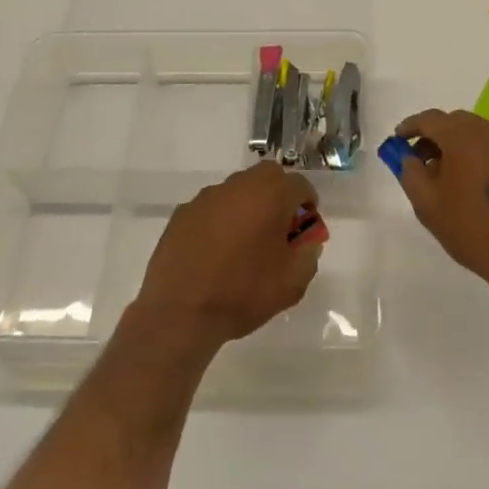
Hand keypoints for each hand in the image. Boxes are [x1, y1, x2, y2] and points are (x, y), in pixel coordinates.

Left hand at [134, 160, 322, 355]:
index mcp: (270, 195)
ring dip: (248, 205)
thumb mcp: (292, 283)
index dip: (307, 204)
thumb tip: (307, 241)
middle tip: (278, 228)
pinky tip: (215, 251)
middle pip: (268, 176)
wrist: (180, 312)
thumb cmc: (242, 293)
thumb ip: (308, 254)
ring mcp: (207, 196)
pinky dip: (221, 219)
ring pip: (238, 189)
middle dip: (279, 195)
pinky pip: (212, 207)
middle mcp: (239, 186)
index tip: (304, 228)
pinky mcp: (183, 212)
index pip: (300, 184)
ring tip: (245, 243)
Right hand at [392, 109, 488, 300]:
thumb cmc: (472, 228)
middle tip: (419, 159)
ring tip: (444, 174)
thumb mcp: (427, 204)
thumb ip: (410, 173)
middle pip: (454, 123)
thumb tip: (409, 158)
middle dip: (434, 137)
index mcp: (464, 135)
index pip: (430, 119)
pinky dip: (476, 156)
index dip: (410, 127)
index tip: (398, 140)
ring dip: (456, 146)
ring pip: (476, 134)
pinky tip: (470, 182)